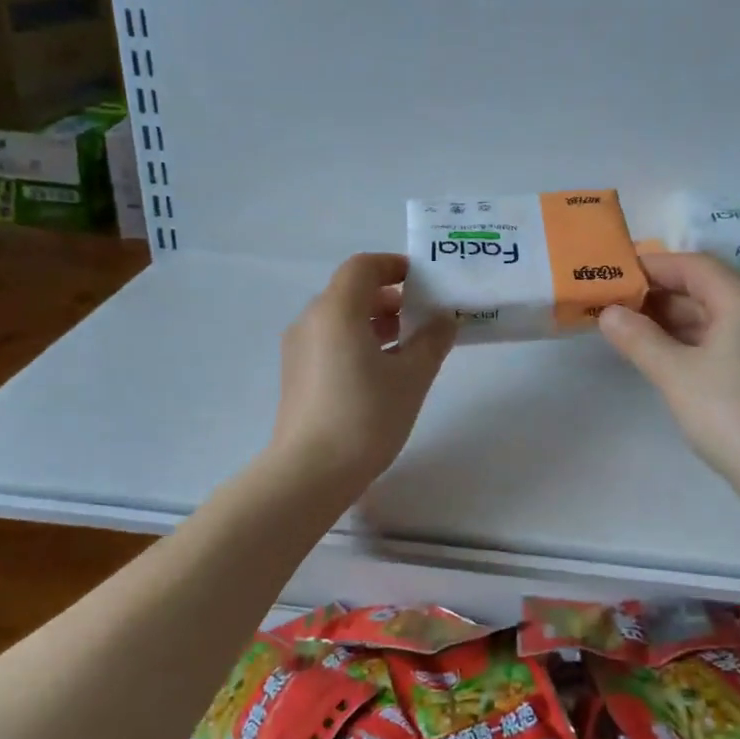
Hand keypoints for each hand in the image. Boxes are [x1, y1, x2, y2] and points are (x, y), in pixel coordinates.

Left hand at [269, 253, 457, 501]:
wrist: (310, 472)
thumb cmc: (366, 416)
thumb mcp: (411, 377)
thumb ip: (432, 341)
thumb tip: (444, 319)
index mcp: (336, 310)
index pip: (363, 267)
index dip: (394, 266)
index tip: (423, 282)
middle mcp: (311, 320)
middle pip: (350, 292)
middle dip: (389, 298)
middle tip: (423, 317)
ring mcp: (298, 349)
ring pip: (339, 319)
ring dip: (374, 322)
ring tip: (409, 347)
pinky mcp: (296, 375)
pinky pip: (330, 342)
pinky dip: (357, 342)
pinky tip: (382, 372)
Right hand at [598, 253, 739, 511]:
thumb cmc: (729, 412)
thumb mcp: (674, 373)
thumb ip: (638, 338)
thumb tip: (608, 313)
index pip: (692, 265)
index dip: (651, 267)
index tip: (613, 276)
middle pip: (702, 287)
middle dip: (656, 294)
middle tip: (612, 304)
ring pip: (710, 315)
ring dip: (669, 319)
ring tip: (626, 329)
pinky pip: (719, 339)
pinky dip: (687, 340)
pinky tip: (659, 355)